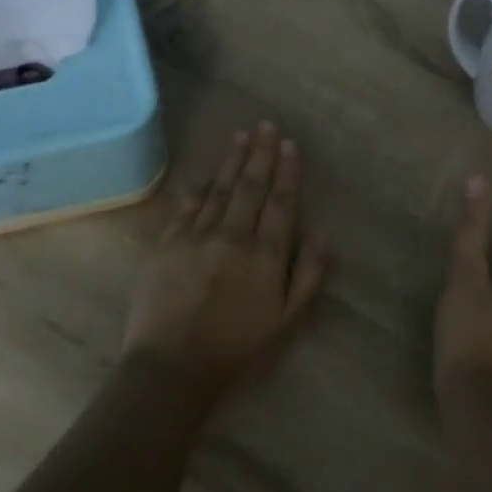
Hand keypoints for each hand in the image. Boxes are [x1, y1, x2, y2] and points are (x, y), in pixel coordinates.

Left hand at [123, 123, 328, 394]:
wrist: (172, 366)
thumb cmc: (237, 348)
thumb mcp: (287, 322)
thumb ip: (308, 277)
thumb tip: (323, 236)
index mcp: (265, 254)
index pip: (281, 202)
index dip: (287, 171)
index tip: (290, 145)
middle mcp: (233, 235)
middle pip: (250, 186)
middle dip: (261, 154)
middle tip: (266, 125)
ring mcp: (197, 236)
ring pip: (219, 189)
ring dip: (232, 161)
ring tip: (242, 137)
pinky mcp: (167, 243)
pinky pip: (187, 206)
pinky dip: (199, 186)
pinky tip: (206, 173)